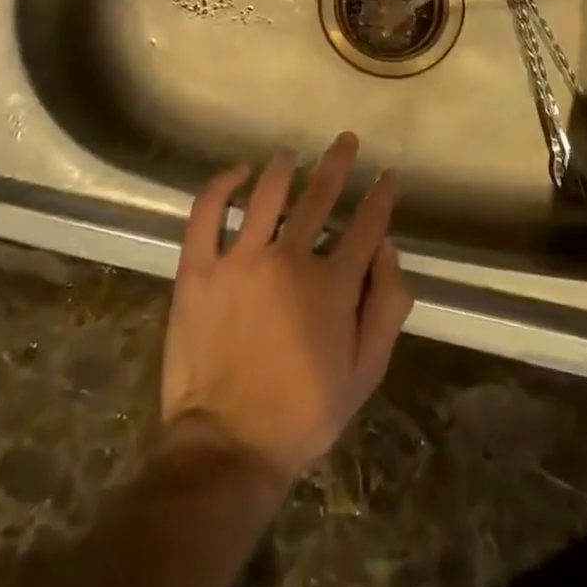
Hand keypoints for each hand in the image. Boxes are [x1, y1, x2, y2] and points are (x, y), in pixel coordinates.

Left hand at [160, 132, 412, 488]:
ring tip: (290, 154)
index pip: (365, 225)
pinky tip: (236, 172)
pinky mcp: (200, 268)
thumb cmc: (302, 413)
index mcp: (331, 285)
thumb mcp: (365, 374)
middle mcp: (289, 259)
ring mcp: (240, 259)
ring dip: (283, 166)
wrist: (227, 446)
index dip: (380, 196)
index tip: (386, 175)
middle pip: (320, 195)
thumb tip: (387, 248)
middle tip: (346, 140)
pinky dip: (221, 185)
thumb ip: (386, 307)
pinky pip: (207, 212)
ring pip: (266, 193)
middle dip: (338, 163)